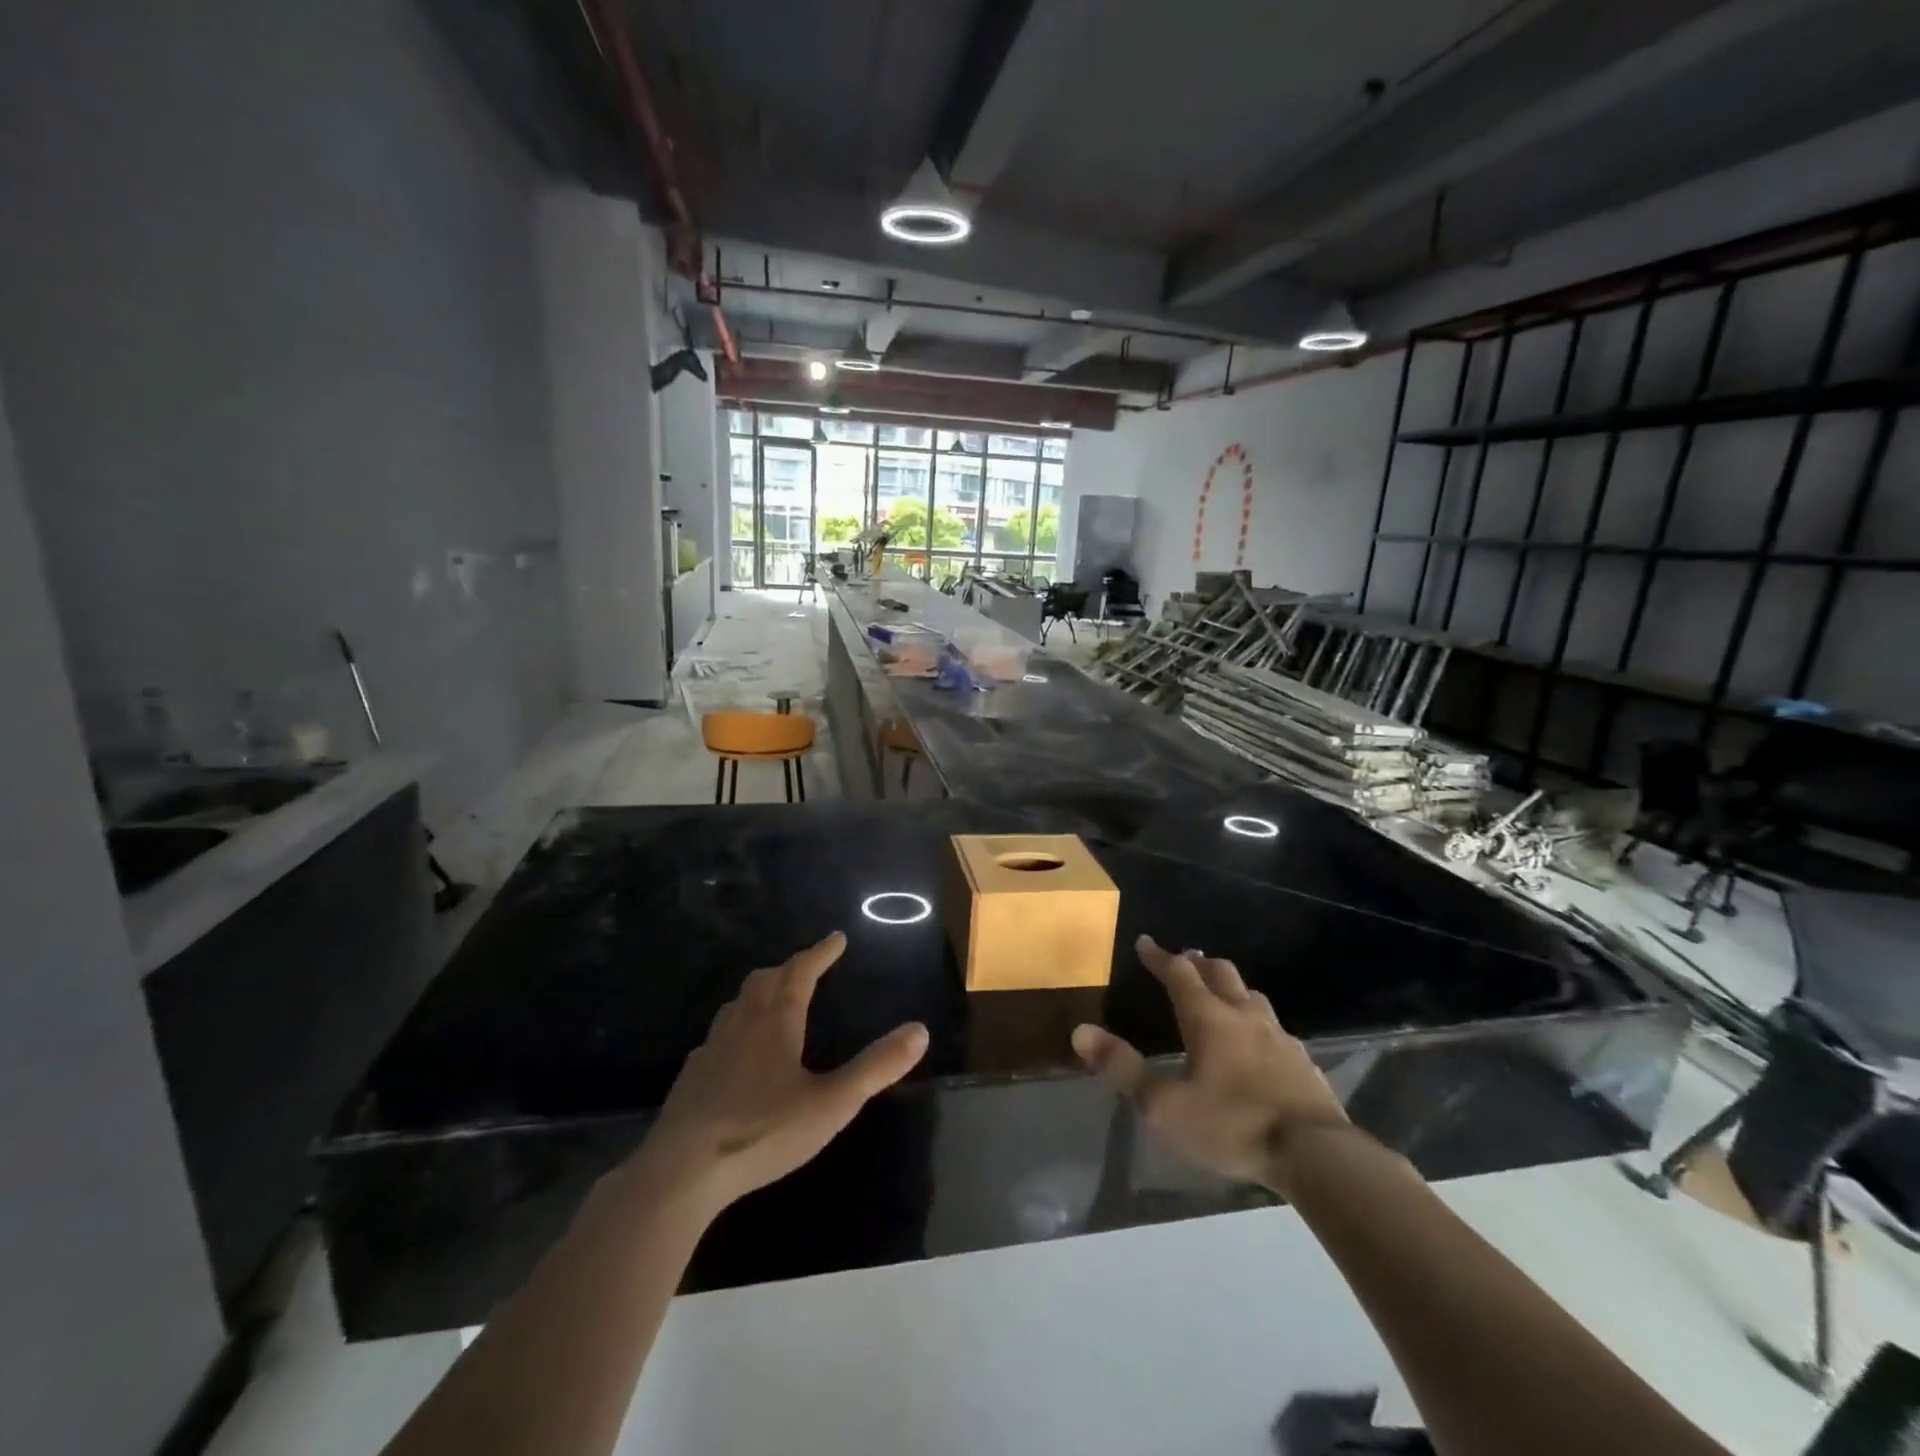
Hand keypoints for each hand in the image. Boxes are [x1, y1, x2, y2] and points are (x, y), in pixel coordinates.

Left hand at [628, 933, 928, 1214]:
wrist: (683, 1170)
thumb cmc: (763, 1131)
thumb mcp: (832, 1103)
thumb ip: (876, 1067)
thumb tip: (919, 1030)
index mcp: (777, 1021)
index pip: (801, 972)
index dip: (820, 953)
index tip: (836, 938)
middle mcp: (743, 1024)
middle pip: (765, 980)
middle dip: (789, 968)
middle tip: (807, 968)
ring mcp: (712, 1049)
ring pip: (737, 1005)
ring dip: (759, 993)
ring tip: (773, 1001)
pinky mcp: (692, 1077)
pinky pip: (717, 1037)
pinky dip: (735, 1029)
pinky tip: (736, 1054)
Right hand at [1072, 935, 1351, 1195]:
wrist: (1316, 1155)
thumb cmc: (1231, 1125)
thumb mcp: (1164, 1105)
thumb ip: (1121, 1067)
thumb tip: (1080, 1031)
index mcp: (1208, 1018)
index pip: (1179, 973)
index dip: (1160, 957)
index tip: (1145, 942)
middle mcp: (1244, 1016)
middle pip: (1221, 973)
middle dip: (1199, 963)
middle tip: (1185, 960)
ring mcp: (1279, 1036)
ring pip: (1251, 996)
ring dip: (1230, 987)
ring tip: (1220, 993)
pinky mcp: (1303, 1062)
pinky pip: (1274, 1027)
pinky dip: (1256, 1021)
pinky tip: (1258, 1042)